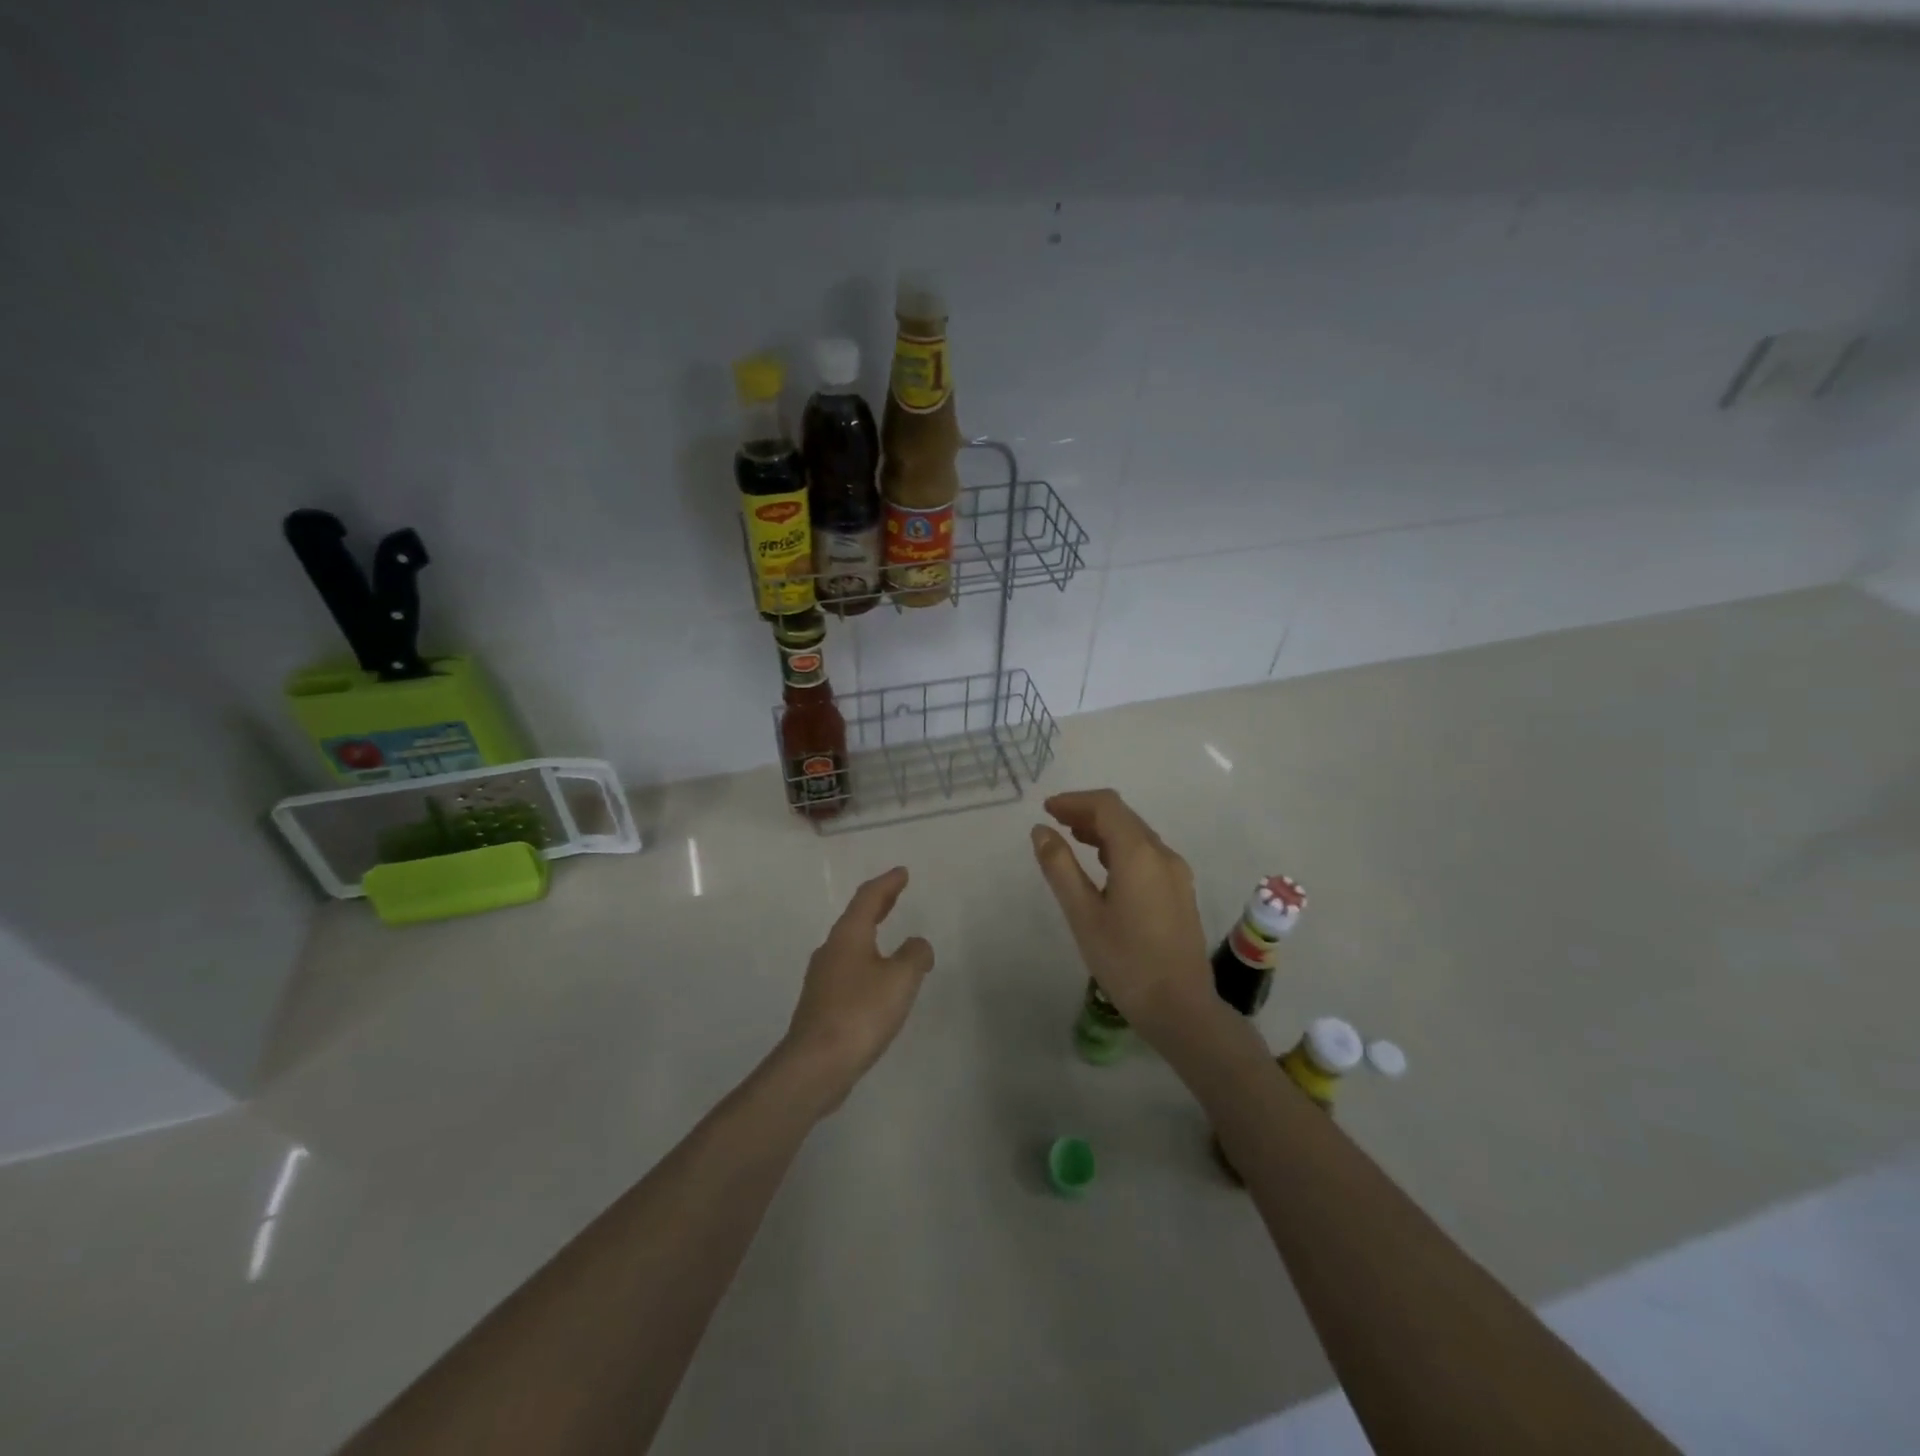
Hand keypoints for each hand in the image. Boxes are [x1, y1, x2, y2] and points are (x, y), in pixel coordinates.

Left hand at [779, 867, 933, 1112]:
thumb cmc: (861, 1012)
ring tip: (889, 935)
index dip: (887, 883)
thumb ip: (915, 955)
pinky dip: (867, 961)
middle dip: (878, 904)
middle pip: (856, 918)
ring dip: (870, 934)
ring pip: (850, 945)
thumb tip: (917, 945)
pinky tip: (877, 980)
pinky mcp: (822, 1005)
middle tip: (895, 892)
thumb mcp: (900, 979)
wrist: (816, 1065)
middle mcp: (831, 951)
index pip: (868, 898)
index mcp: (848, 936)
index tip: (902, 872)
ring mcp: (822, 979)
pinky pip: (849, 970)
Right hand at [1031, 789, 1210, 1029]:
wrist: (1181, 1009)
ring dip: (1104, 829)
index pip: (1107, 806)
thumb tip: (1041, 831)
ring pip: (1137, 835)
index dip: (1074, 801)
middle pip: (1123, 816)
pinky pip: (1148, 854)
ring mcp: (1176, 873)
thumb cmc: (1125, 962)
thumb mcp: (1083, 914)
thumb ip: (1060, 867)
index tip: (1047, 809)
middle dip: (1087, 812)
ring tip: (1072, 839)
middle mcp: (1163, 855)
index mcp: (1139, 854)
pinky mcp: (1180, 892)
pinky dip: (1120, 848)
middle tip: (1054, 823)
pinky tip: (1103, 866)